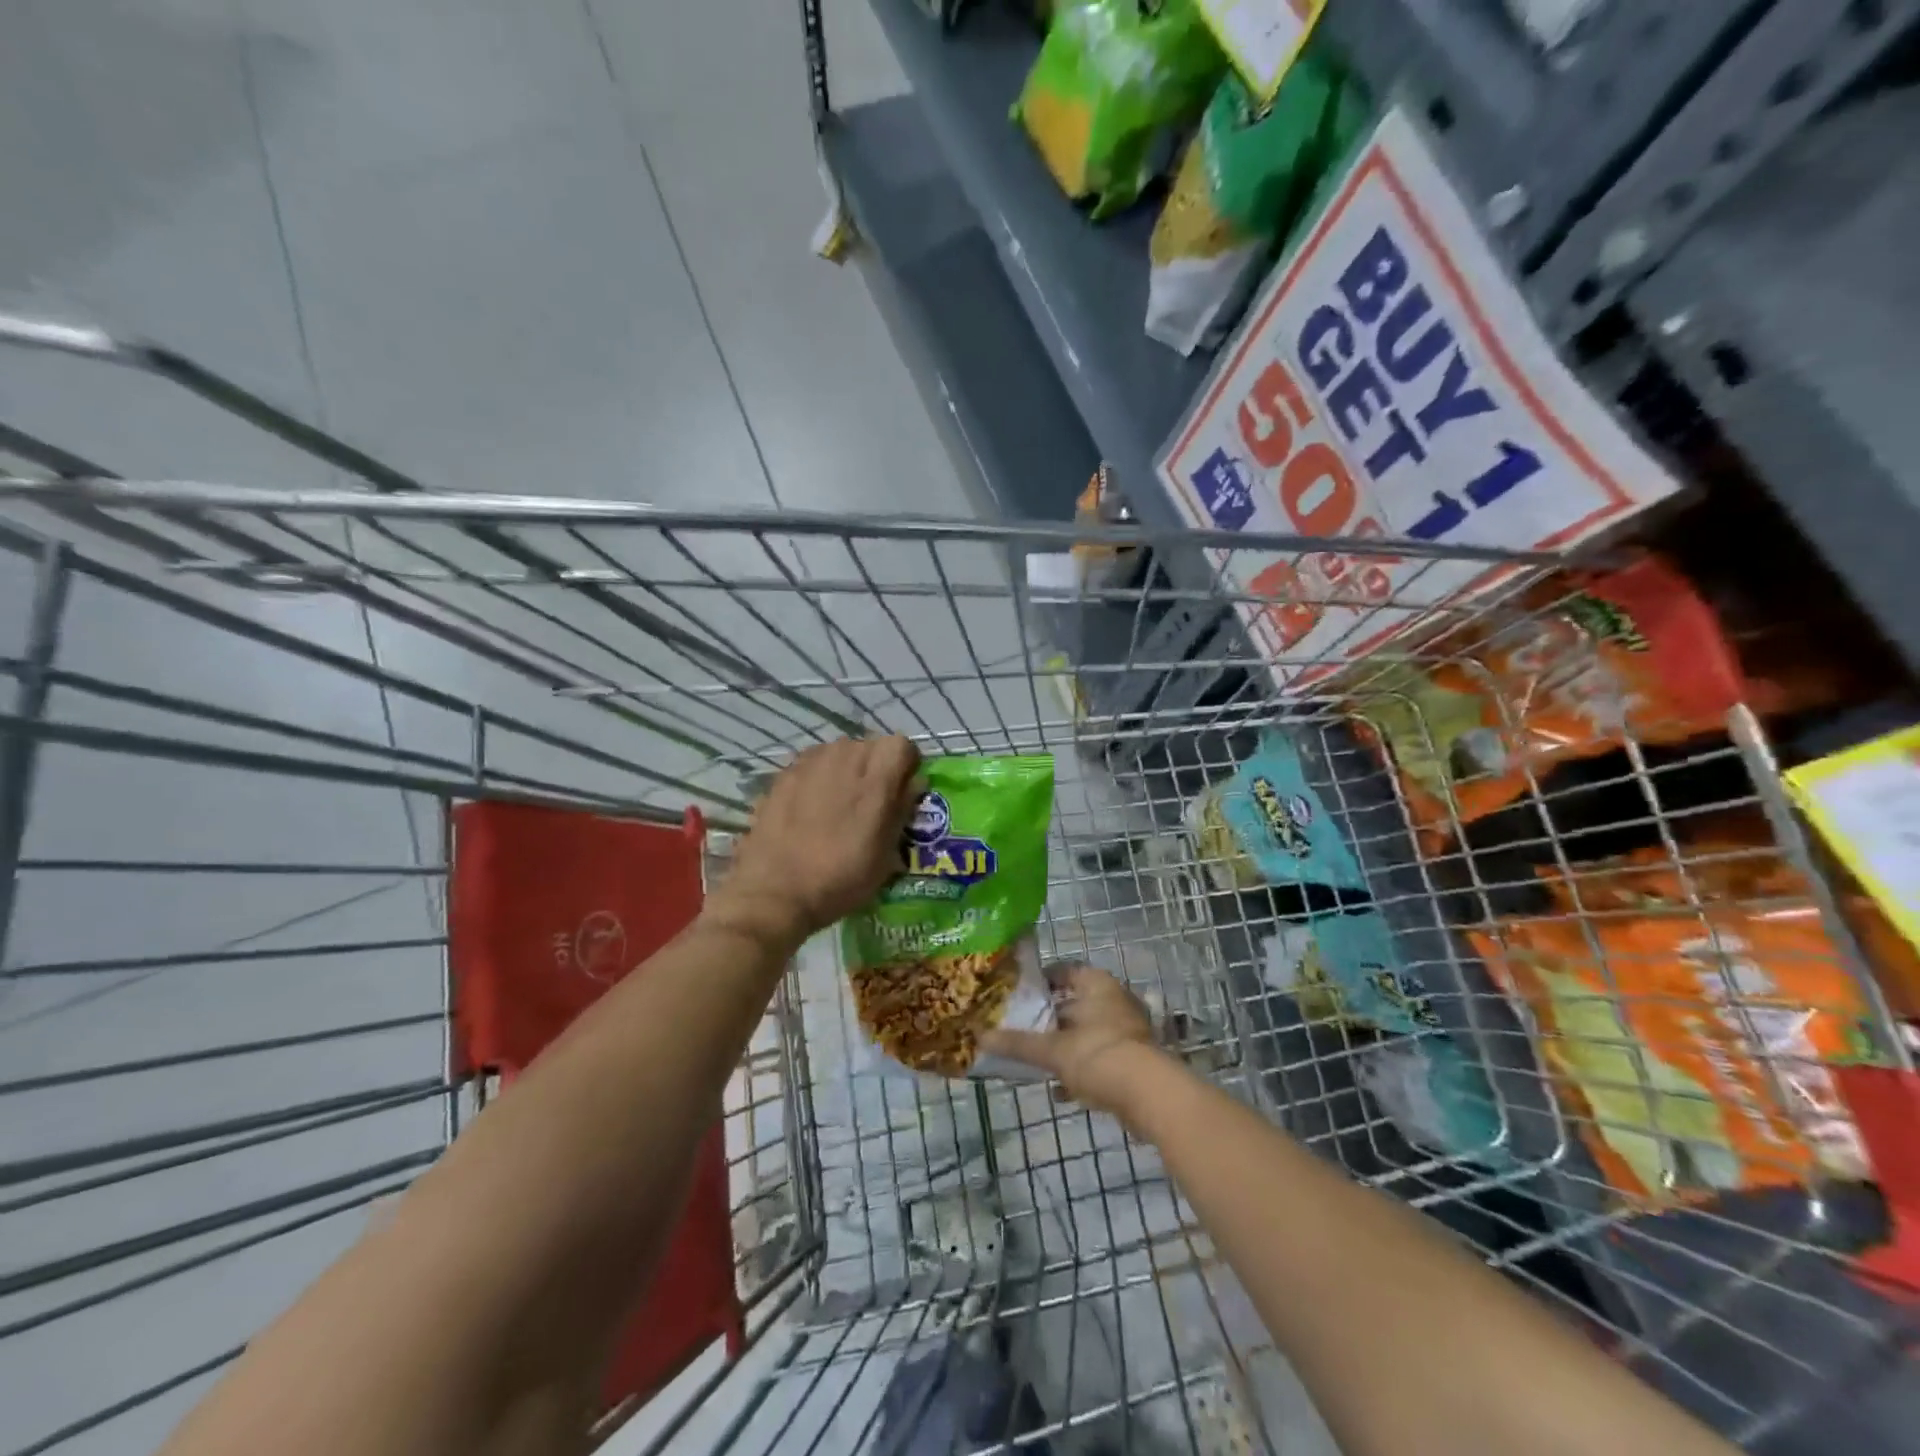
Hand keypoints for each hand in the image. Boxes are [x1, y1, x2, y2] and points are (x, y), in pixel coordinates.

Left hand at [706, 736, 921, 948]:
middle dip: (876, 767)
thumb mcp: (886, 854)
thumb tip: (913, 782)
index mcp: (876, 777)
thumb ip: (902, 809)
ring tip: (838, 805)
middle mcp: (844, 757)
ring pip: (840, 752)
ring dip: (846, 770)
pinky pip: (813, 765)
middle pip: (870, 746)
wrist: (774, 891)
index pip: (902, 745)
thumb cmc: (840, 878)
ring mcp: (809, 762)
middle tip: (871, 802)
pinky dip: (819, 778)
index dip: (905, 766)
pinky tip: (810, 809)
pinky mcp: (783, 773)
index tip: (901, 791)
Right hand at [981, 964, 1162, 1116]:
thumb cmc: (1098, 1055)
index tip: (1017, 994)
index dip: (1040, 980)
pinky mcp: (1134, 1059)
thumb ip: (1018, 1044)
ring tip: (1036, 1060)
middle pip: (1074, 1002)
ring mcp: (1127, 1029)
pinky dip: (1081, 1069)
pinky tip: (1061, 1090)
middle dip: (1049, 1017)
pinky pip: (1099, 1057)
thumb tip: (979, 1036)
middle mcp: (1115, 999)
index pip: (1064, 970)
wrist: (1150, 1096)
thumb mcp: (1052, 1050)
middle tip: (1021, 1028)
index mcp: (1096, 984)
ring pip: (1086, 1032)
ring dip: (1065, 1046)